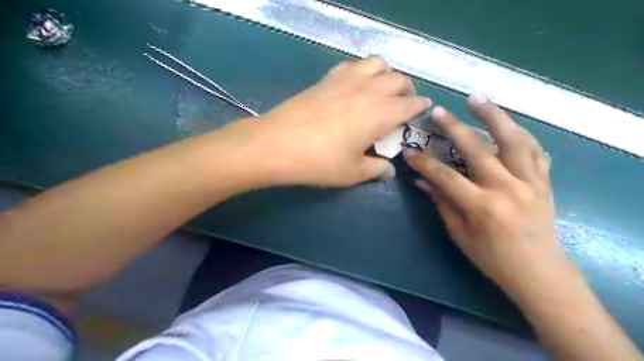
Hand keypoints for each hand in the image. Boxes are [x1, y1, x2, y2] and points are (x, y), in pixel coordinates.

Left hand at [218, 54, 428, 187]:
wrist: (277, 144)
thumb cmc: (320, 162)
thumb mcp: (352, 172)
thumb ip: (376, 169)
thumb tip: (389, 170)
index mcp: (381, 113)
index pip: (411, 103)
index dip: (420, 106)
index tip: (423, 110)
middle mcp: (369, 90)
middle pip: (399, 79)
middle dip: (407, 90)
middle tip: (402, 104)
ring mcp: (347, 79)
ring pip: (378, 63)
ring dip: (387, 74)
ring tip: (381, 90)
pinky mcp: (328, 77)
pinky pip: (353, 64)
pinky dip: (362, 70)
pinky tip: (355, 85)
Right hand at [404, 94, 563, 298]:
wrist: (539, 271)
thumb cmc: (492, 258)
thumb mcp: (459, 234)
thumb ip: (442, 203)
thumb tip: (422, 181)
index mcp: (482, 207)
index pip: (445, 176)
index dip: (424, 163)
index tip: (408, 152)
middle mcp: (507, 189)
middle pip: (478, 149)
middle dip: (454, 127)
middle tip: (438, 110)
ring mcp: (530, 182)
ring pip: (513, 140)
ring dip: (494, 115)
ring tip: (476, 98)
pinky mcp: (544, 181)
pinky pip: (534, 150)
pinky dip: (520, 133)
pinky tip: (507, 123)